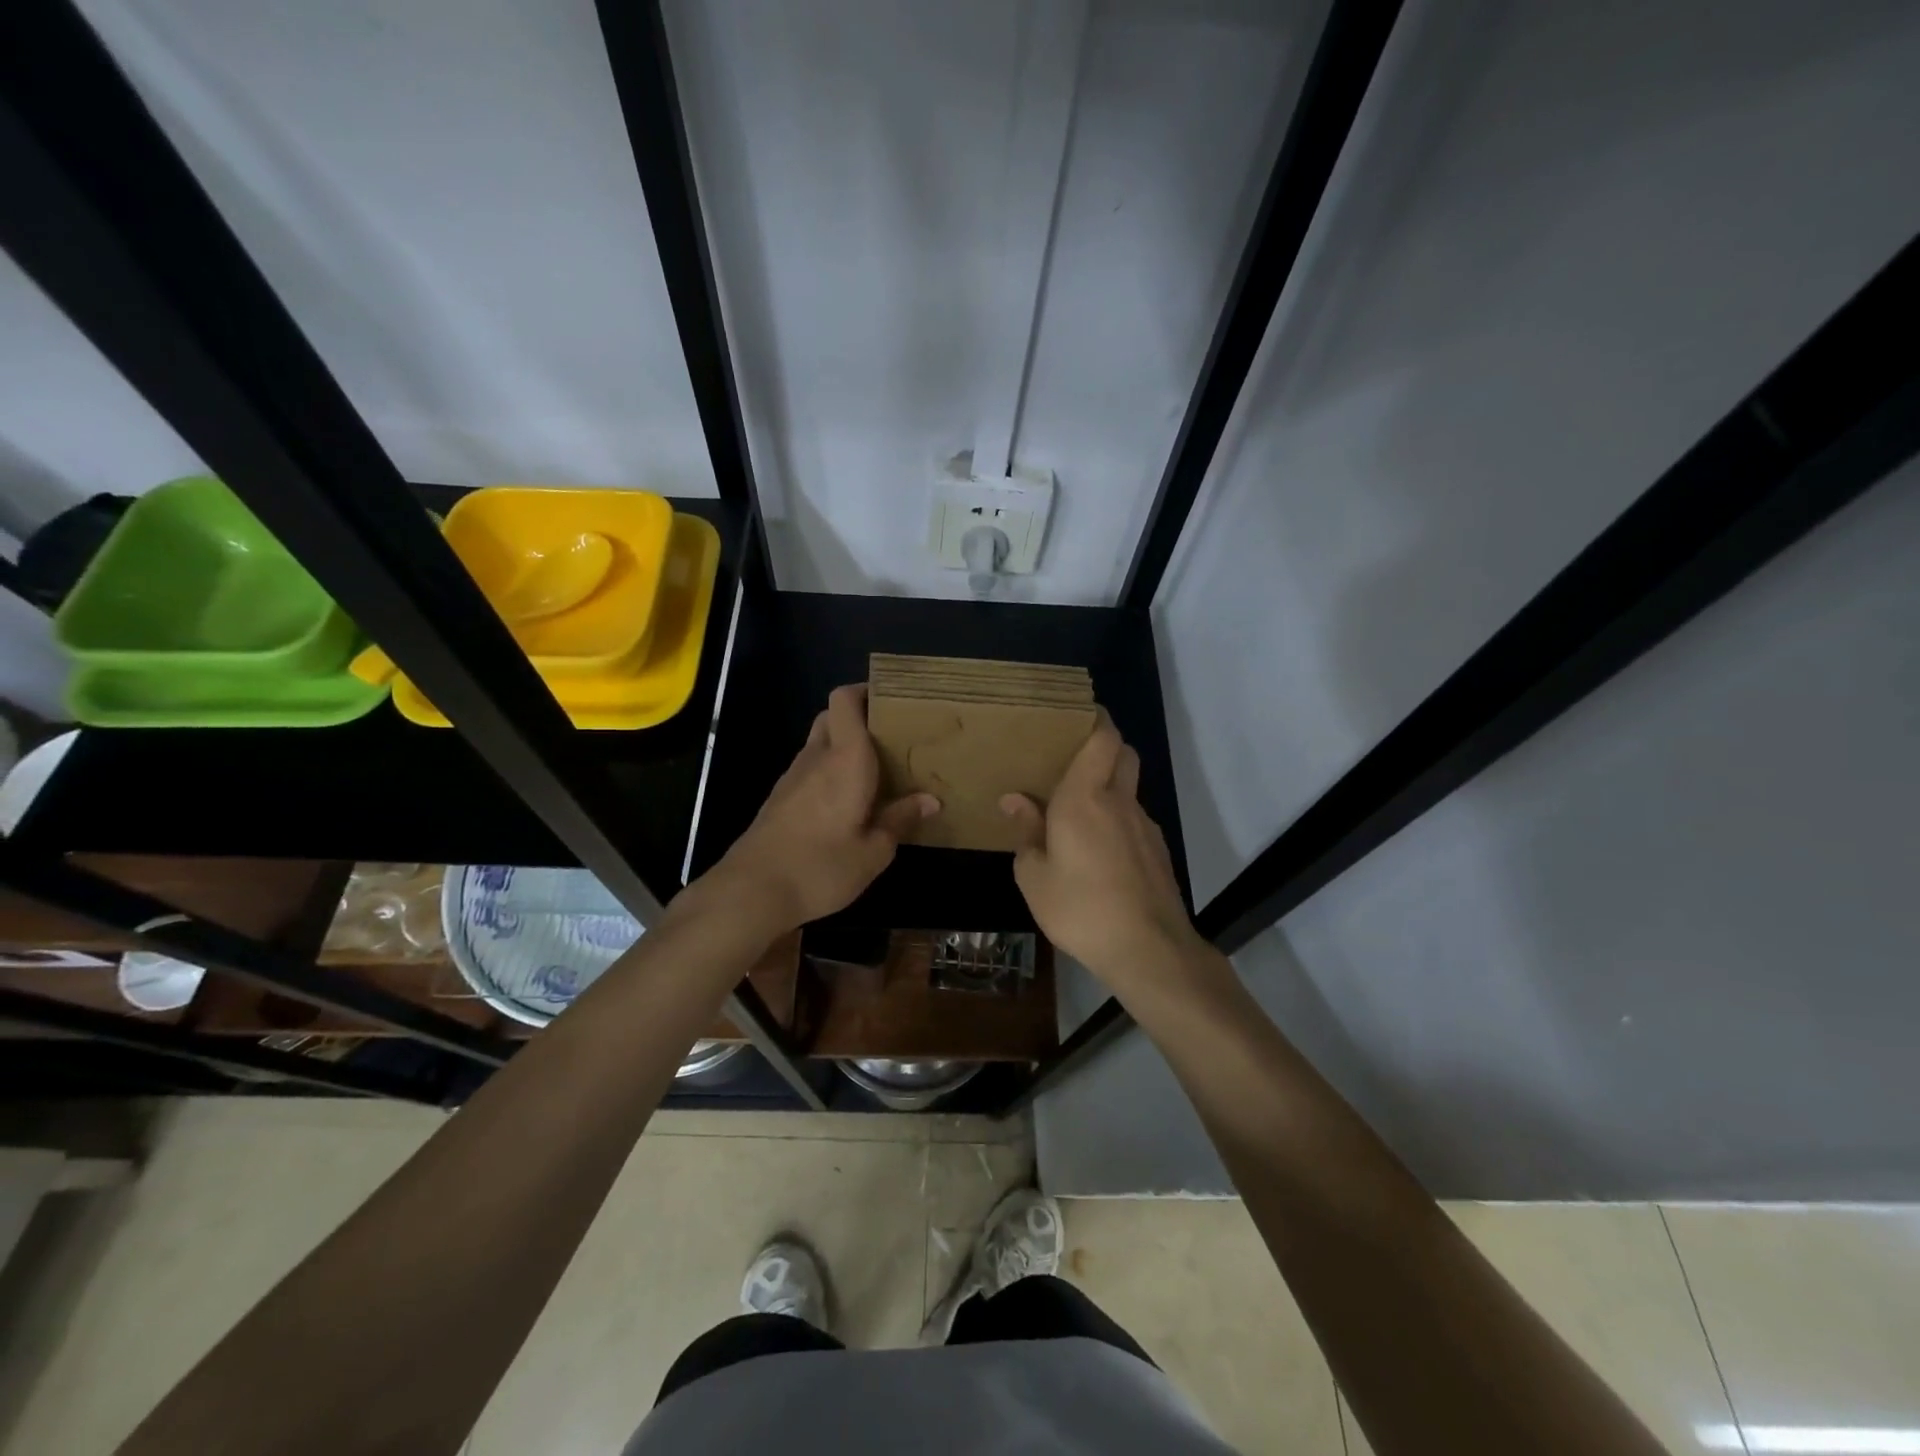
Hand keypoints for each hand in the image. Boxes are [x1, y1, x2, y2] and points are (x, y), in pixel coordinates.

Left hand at [707, 685, 937, 933]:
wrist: (751, 891)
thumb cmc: (820, 867)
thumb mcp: (874, 852)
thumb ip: (900, 820)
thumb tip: (930, 800)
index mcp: (845, 759)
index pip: (844, 700)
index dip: (865, 691)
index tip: (891, 700)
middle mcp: (816, 758)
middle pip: (832, 717)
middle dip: (859, 718)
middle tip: (889, 740)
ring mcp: (792, 777)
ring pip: (819, 743)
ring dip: (843, 747)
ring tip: (875, 772)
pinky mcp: (779, 799)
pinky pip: (809, 769)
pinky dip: (828, 771)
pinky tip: (846, 803)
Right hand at [1001, 716, 1202, 990]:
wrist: (1148, 949)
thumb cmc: (1080, 908)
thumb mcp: (1034, 877)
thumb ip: (1026, 833)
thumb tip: (1015, 801)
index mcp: (1085, 798)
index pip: (1102, 737)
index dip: (1094, 718)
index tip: (1075, 713)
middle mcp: (1119, 801)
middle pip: (1123, 753)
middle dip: (1103, 745)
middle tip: (1071, 758)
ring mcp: (1145, 825)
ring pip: (1129, 788)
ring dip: (1109, 786)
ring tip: (1079, 811)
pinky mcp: (1158, 850)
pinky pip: (1134, 819)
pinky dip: (1118, 819)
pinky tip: (1099, 850)